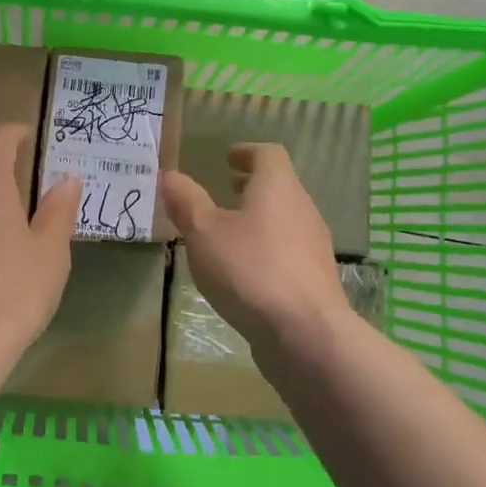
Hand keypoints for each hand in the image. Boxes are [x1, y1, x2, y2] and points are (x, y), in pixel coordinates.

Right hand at [162, 144, 347, 349]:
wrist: (305, 334)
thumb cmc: (250, 270)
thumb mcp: (204, 233)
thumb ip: (186, 201)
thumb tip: (170, 175)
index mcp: (278, 187)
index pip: (268, 154)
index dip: (247, 152)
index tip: (227, 158)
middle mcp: (302, 209)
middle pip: (279, 185)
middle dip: (251, 185)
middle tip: (225, 188)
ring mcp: (313, 245)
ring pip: (284, 218)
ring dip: (259, 217)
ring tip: (229, 231)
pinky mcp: (315, 279)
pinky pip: (288, 250)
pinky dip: (267, 247)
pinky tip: (245, 270)